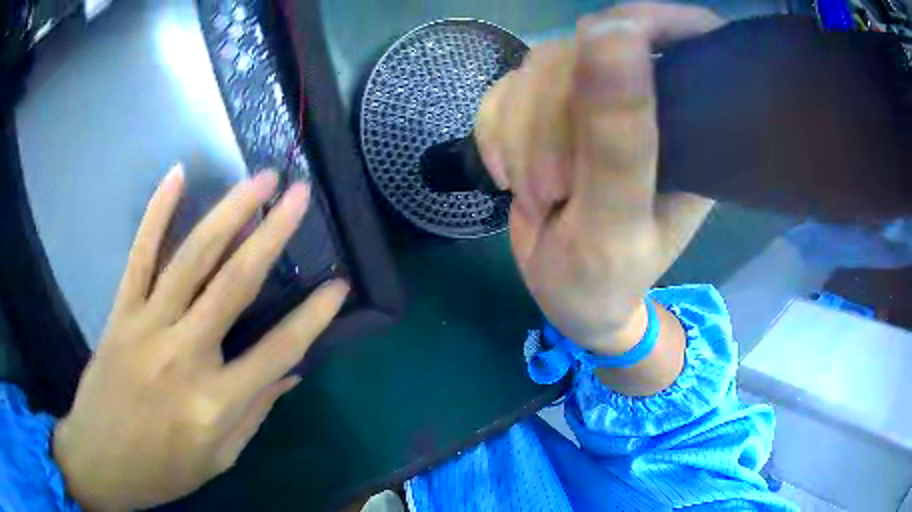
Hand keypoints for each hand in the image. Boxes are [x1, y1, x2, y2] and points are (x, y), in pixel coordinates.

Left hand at [52, 166, 348, 510]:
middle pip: (234, 285)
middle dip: (272, 234)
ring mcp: (147, 326)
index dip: (314, 317)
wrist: (101, 459)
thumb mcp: (220, 458)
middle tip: (299, 194)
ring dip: (228, 212)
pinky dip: (157, 213)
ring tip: (258, 179)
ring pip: (191, 258)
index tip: (340, 285)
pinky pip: (140, 255)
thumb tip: (291, 372)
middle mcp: (183, 355)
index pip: (278, 351)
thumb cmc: (163, 469)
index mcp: (215, 403)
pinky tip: (177, 176)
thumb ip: (255, 412)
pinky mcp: (121, 312)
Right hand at [476, 3, 720, 354]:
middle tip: (549, 190)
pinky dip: (494, 132)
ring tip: (534, 194)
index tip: (602, 51)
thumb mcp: (617, 221)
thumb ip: (619, 136)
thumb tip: (610, 30)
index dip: (648, 22)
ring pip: (539, 66)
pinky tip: (507, 175)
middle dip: (551, 116)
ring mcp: (594, 100)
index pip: (686, 36)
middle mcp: (648, 101)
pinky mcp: (549, 108)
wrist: (567, 297)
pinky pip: (505, 88)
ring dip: (518, 132)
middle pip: (588, 47)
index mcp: (691, 126)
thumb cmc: (605, 279)